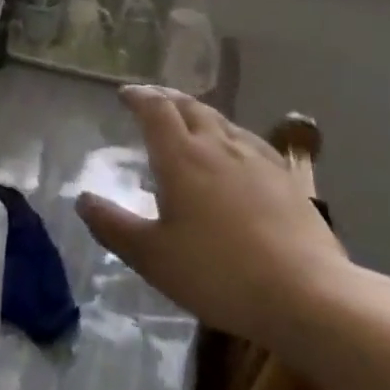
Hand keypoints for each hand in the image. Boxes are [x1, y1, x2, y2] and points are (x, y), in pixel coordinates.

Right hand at [76, 86, 350, 352]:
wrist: (307, 295)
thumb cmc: (218, 273)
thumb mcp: (152, 257)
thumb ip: (113, 226)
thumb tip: (82, 199)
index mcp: (181, 157)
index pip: (156, 109)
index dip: (138, 97)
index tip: (124, 94)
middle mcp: (217, 146)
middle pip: (189, 107)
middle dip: (166, 98)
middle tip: (151, 101)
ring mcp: (256, 159)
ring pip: (221, 120)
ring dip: (197, 113)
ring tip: (188, 120)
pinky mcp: (285, 178)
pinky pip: (248, 140)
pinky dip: (228, 134)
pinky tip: (234, 151)